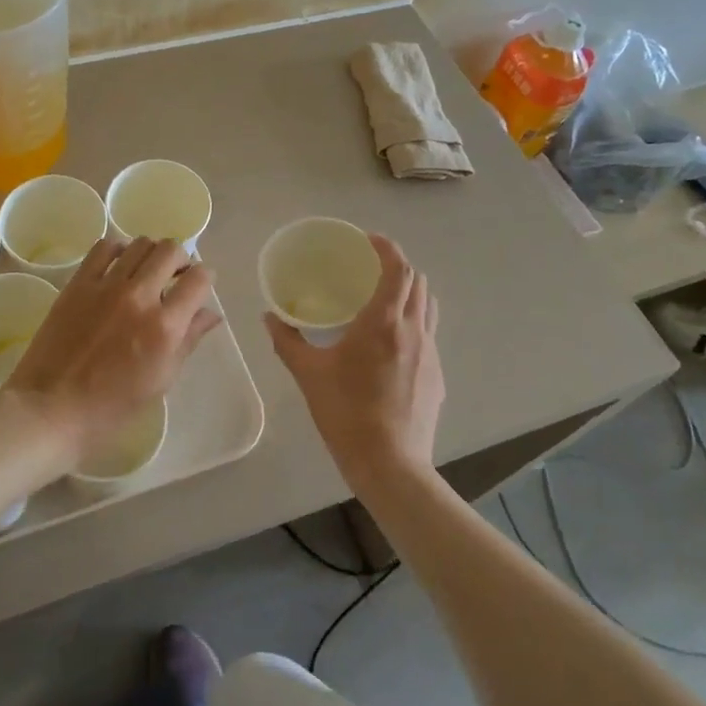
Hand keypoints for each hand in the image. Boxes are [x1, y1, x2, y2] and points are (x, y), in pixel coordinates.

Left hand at [5, 237, 219, 469]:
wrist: (51, 409)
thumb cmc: (112, 407)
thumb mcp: (161, 379)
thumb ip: (189, 340)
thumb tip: (211, 313)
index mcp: (165, 327)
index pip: (199, 279)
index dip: (205, 277)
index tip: (198, 285)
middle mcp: (139, 297)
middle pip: (171, 250)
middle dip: (180, 259)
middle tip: (174, 276)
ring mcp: (106, 286)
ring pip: (140, 244)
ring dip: (151, 253)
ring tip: (146, 271)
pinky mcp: (78, 283)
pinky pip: (104, 248)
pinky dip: (118, 250)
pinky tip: (118, 266)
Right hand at [264, 234, 441, 491]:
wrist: (390, 465)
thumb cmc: (346, 413)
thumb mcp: (308, 374)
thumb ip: (288, 341)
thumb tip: (268, 317)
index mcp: (383, 322)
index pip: (398, 268)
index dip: (387, 247)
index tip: (368, 240)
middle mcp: (413, 330)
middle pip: (418, 281)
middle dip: (397, 266)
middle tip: (370, 268)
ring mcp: (430, 353)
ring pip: (428, 306)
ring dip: (410, 292)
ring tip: (383, 299)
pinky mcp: (437, 376)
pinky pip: (428, 334)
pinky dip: (413, 322)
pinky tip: (390, 344)